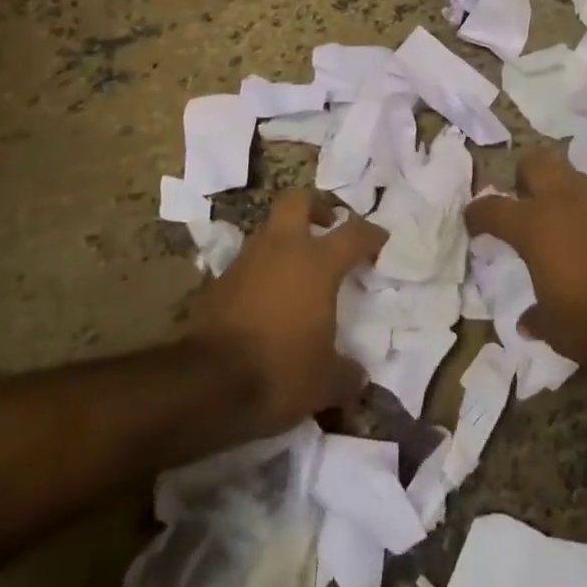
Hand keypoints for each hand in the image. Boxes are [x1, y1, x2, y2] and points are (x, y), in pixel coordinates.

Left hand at [186, 190, 385, 436]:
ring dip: (285, 239)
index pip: (354, 233)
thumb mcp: (325, 382)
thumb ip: (347, 374)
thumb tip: (358, 377)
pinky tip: (267, 299)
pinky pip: (248, 263)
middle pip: (297, 200)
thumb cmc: (279, 371)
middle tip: (327, 224)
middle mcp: (282, 249)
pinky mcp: (218, 282)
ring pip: (269, 230)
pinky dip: (261, 271)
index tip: (381, 242)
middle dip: (315, 205)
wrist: (205, 386)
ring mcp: (246, 262)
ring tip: (297, 269)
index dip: (371, 235)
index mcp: (317, 263)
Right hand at [466, 149, 586, 378]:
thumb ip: (538, 318)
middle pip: (536, 163)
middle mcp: (564, 201)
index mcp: (534, 225)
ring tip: (555, 228)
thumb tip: (528, 320)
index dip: (478, 214)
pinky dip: (585, 213)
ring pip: (569, 176)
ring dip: (557, 193)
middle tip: (520, 206)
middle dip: (523, 178)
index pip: (494, 208)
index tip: (473, 223)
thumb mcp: (557, 331)